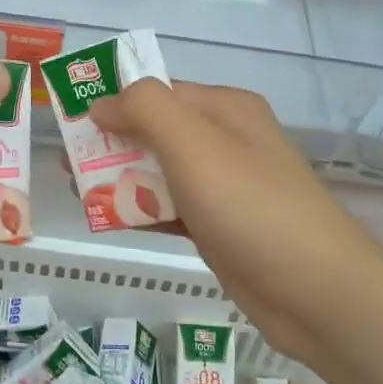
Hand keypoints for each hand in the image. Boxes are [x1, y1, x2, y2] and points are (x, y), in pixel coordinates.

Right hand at [89, 80, 371, 369]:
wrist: (315, 291)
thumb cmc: (250, 205)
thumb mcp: (193, 142)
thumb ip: (145, 109)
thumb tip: (103, 103)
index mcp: (224, 109)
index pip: (157, 92)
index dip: (113, 103)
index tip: (70, 125)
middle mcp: (226, 141)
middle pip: (156, 132)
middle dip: (110, 145)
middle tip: (67, 167)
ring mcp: (225, 187)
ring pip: (161, 172)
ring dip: (121, 179)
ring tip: (78, 194)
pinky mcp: (221, 228)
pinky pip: (172, 208)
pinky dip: (143, 211)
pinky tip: (112, 220)